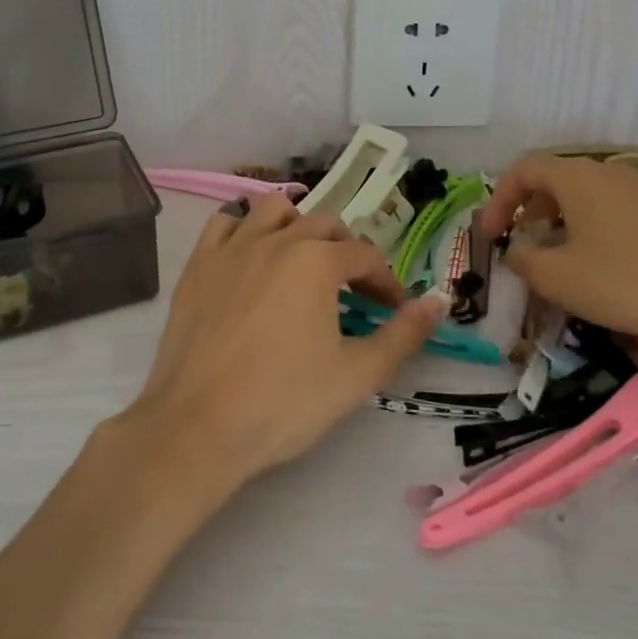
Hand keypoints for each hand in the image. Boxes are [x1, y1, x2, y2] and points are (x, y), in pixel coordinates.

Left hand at [121, 195, 449, 486]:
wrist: (198, 428)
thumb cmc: (284, 403)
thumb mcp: (357, 375)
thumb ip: (404, 334)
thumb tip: (439, 301)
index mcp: (317, 261)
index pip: (365, 255)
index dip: (385, 280)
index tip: (392, 309)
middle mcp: (275, 240)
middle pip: (323, 225)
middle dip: (347, 251)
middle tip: (354, 290)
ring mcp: (231, 248)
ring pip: (273, 210)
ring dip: (297, 226)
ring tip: (303, 260)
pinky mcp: (198, 265)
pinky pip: (224, 223)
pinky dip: (244, 228)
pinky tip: (251, 255)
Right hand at [478, 155, 637, 366]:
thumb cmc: (625, 282)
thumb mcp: (558, 277)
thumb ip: (523, 259)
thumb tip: (517, 250)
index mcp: (578, 178)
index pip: (524, 169)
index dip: (498, 199)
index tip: (490, 235)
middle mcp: (608, 173)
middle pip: (554, 179)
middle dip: (528, 210)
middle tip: (519, 244)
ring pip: (584, 196)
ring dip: (558, 221)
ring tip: (554, 257)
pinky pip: (610, 210)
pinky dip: (588, 228)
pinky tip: (596, 264)